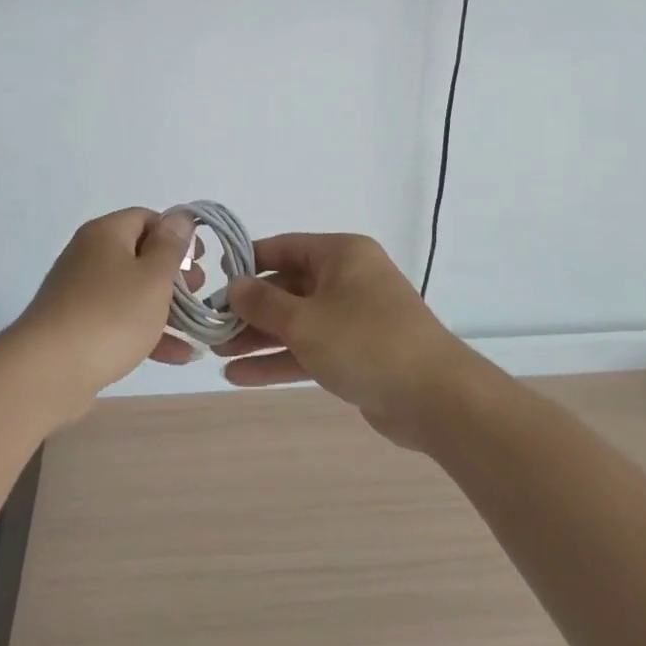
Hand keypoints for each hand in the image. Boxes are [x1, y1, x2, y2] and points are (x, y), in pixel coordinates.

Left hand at [1, 208, 200, 420]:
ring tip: (197, 329)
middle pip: (140, 256)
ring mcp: (81, 294)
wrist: (47, 373)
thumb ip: (171, 246)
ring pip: (133, 292)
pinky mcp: (78, 328)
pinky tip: (180, 356)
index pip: (147, 218)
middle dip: (175, 276)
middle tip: (200, 294)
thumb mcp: (153, 278)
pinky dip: (148, 332)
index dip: (176, 235)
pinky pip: (120, 321)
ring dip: (167, 309)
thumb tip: (180, 216)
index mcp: (106, 234)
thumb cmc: (110, 316)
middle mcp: (90, 257)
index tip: (199, 260)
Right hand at [223, 233, 480, 450]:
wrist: (433, 397)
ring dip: (259, 338)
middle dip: (249, 309)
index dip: (247, 263)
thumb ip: (263, 303)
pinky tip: (241, 377)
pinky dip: (280, 360)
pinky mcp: (355, 353)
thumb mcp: (304, 320)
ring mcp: (353, 318)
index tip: (213, 281)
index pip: (283, 248)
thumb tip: (234, 286)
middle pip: (287, 287)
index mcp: (341, 255)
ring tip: (218, 354)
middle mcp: (347, 279)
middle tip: (211, 327)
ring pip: (296, 322)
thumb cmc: (364, 342)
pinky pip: (310, 349)